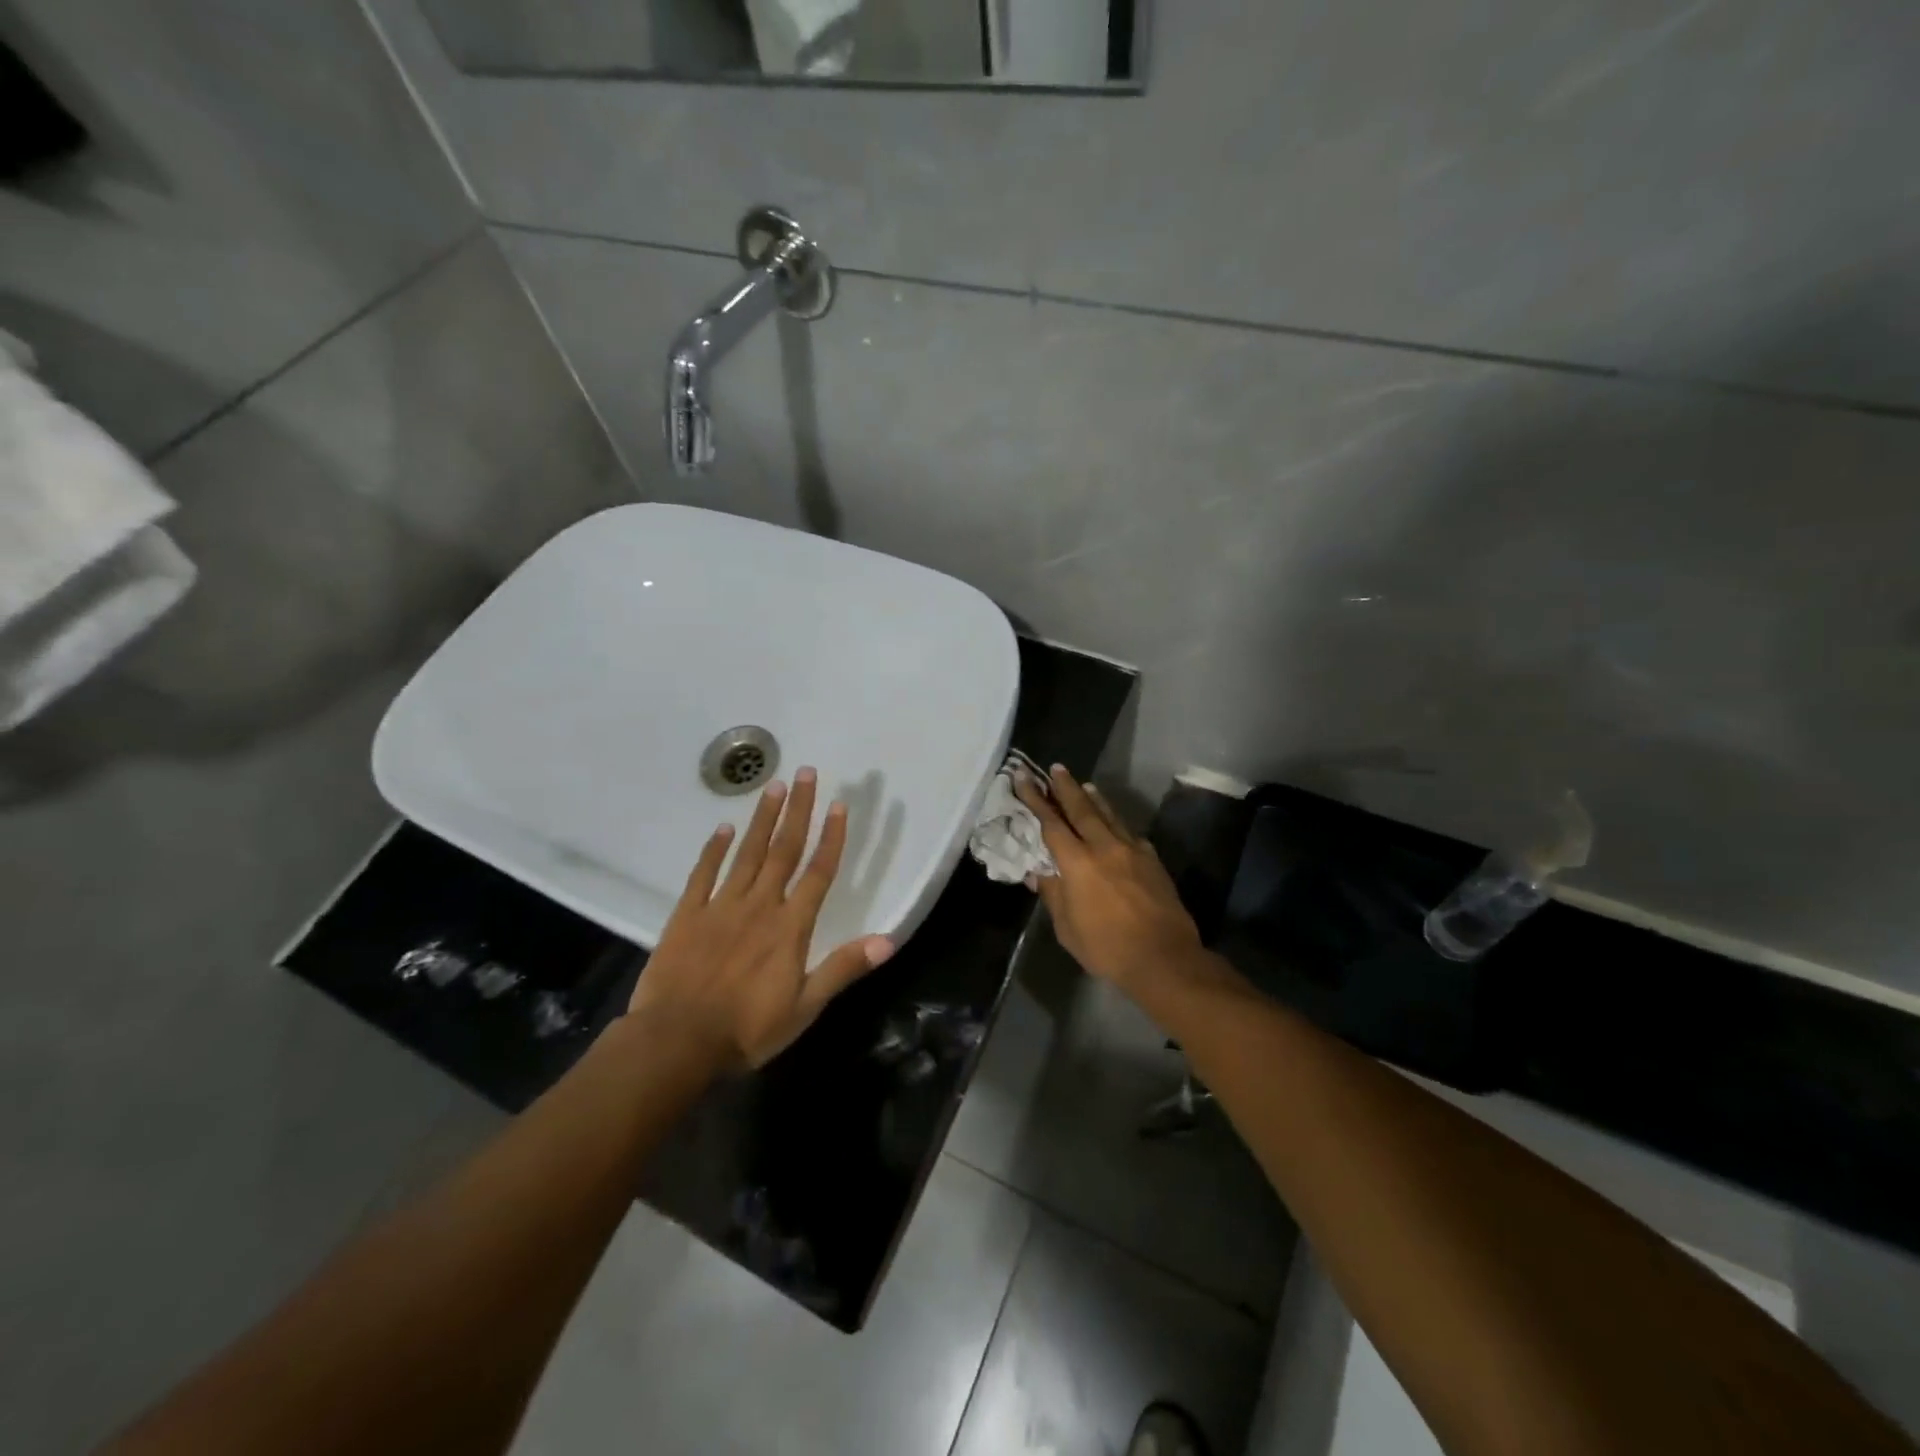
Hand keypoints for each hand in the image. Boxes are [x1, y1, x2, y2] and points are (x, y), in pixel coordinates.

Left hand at [627, 768, 894, 1069]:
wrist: (677, 1041)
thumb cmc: (747, 1029)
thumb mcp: (805, 1007)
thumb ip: (843, 968)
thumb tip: (888, 940)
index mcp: (790, 927)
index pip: (818, 873)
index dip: (831, 838)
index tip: (838, 804)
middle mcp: (759, 905)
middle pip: (783, 850)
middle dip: (798, 811)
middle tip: (806, 773)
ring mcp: (721, 906)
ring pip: (747, 853)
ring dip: (763, 819)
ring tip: (774, 786)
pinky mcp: (687, 915)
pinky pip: (703, 874)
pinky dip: (713, 849)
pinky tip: (723, 827)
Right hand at [1014, 766, 1206, 994]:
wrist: (1164, 958)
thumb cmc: (1107, 948)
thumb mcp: (1067, 928)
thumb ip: (1053, 895)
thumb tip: (1039, 873)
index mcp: (1078, 863)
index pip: (1051, 823)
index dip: (1035, 799)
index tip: (1023, 777)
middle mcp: (1104, 847)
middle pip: (1082, 809)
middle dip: (1066, 787)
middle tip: (1056, 768)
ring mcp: (1132, 851)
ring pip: (1109, 815)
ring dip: (1094, 798)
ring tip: (1085, 784)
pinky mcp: (1152, 860)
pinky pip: (1129, 833)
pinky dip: (1116, 822)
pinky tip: (1115, 824)